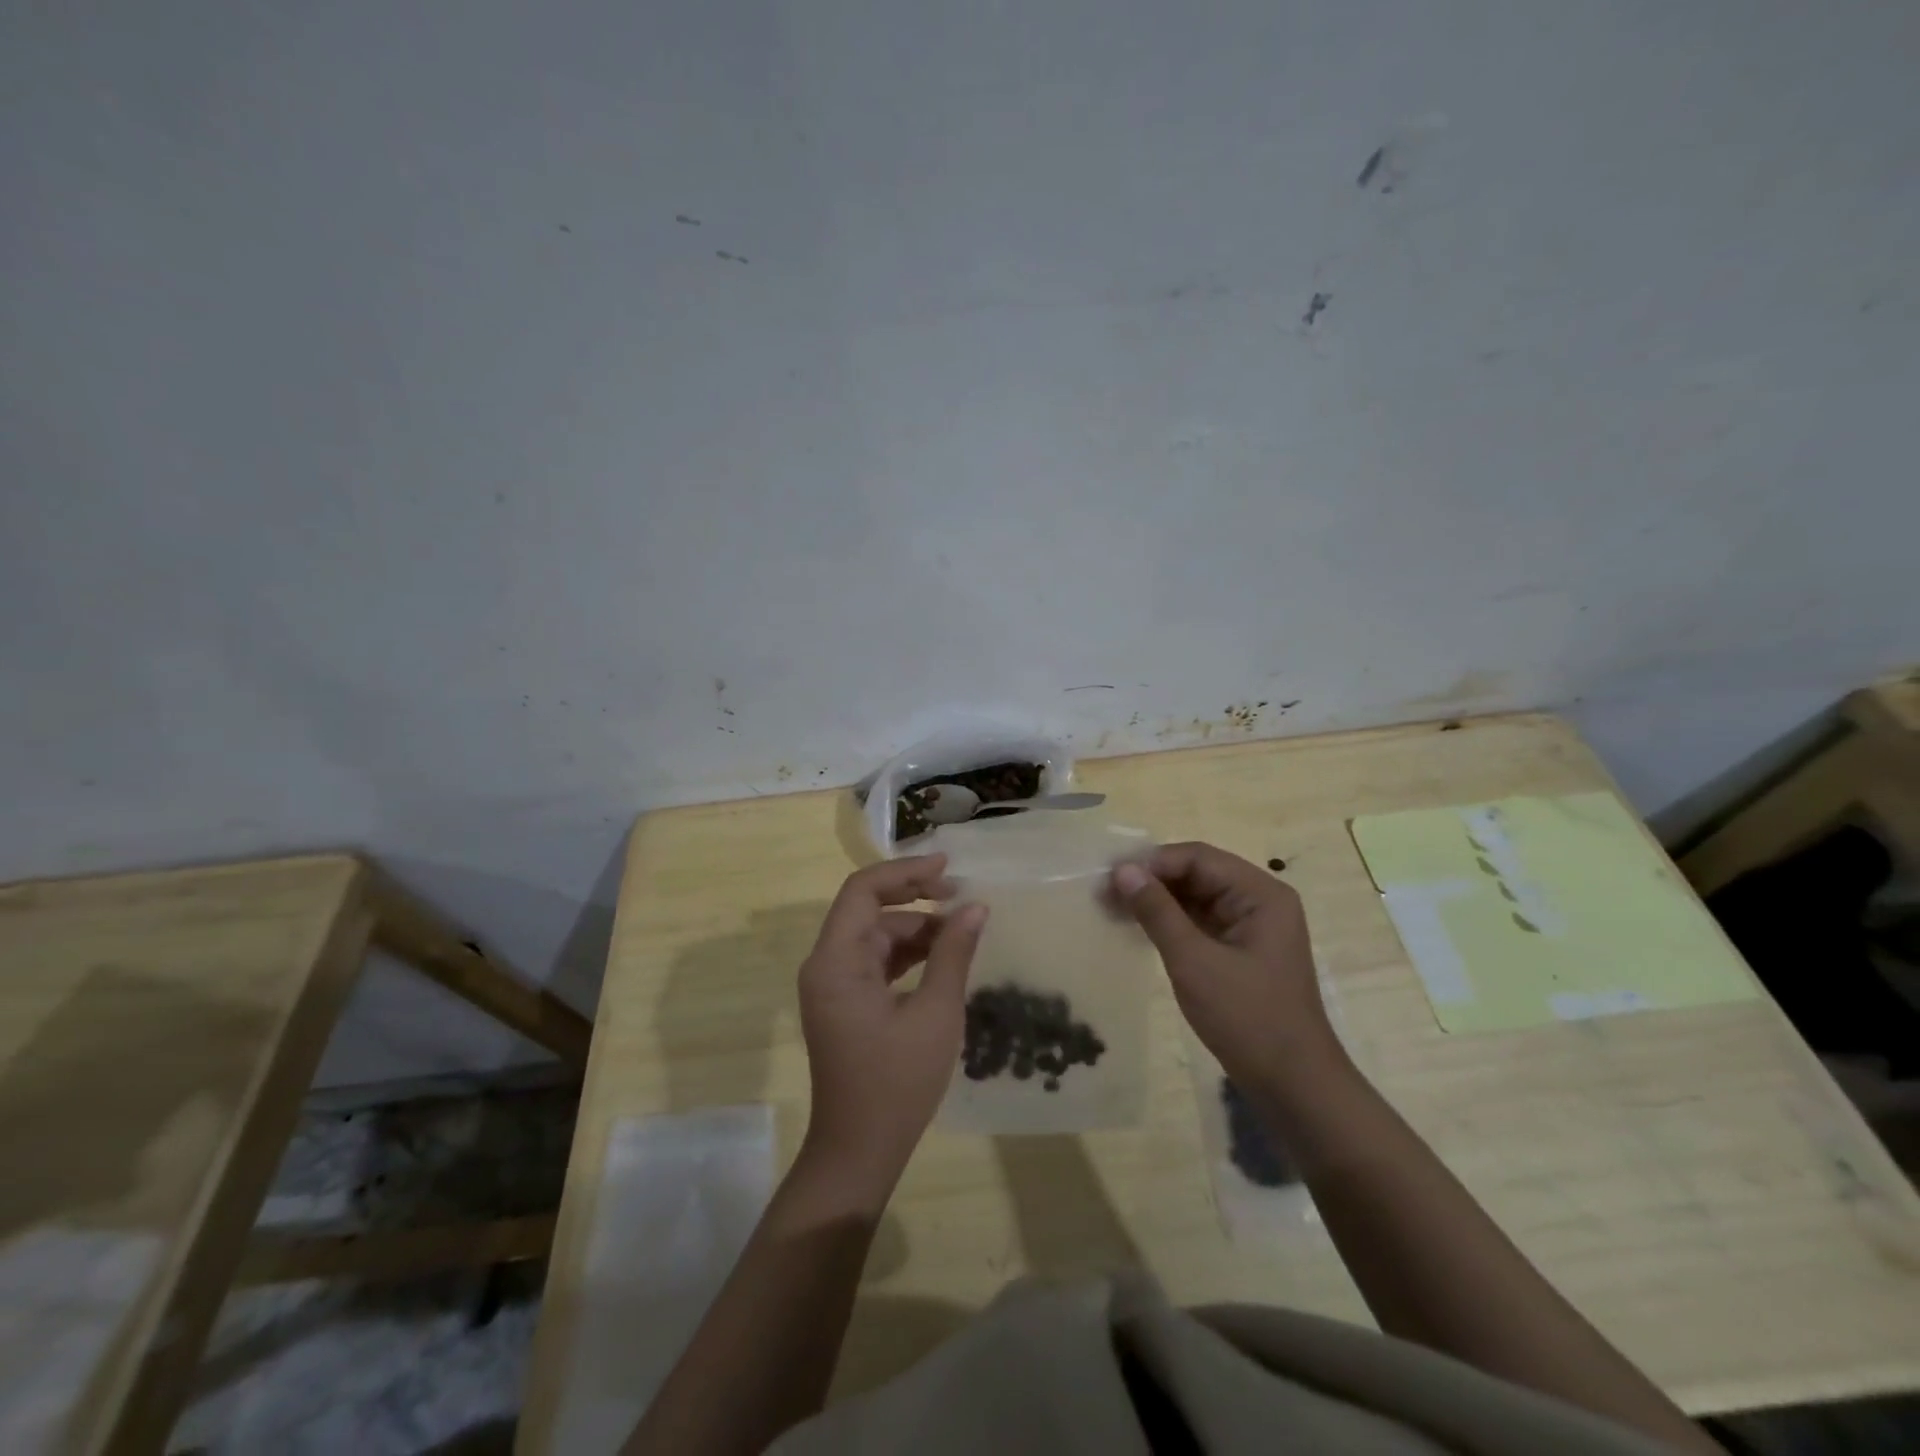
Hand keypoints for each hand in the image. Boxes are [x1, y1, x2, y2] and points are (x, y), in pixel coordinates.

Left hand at [796, 855, 987, 1196]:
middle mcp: (826, 964)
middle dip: (914, 896)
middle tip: (961, 894)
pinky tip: (942, 954)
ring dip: (916, 926)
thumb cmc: (896, 1084)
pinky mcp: (846, 1002)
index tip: (948, 867)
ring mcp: (833, 985)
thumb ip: (953, 954)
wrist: (859, 1152)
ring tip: (962, 927)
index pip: (863, 891)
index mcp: (836, 961)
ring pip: (875, 934)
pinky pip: (875, 960)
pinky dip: (907, 952)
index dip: (905, 871)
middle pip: (868, 908)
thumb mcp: (935, 1014)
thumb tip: (976, 907)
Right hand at [1112, 843, 1341, 1091]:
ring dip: (1155, 900)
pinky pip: (1199, 922)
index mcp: (1260, 894)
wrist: (1293, 1086)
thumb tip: (1123, 869)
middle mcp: (1259, 901)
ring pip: (1195, 898)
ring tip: (1111, 907)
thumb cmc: (1247, 1018)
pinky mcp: (1240, 951)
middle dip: (1150, 880)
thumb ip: (1157, 911)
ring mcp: (1250, 927)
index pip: (1198, 858)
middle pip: (1197, 874)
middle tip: (1104, 892)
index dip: (1152, 862)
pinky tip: (1136, 927)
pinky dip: (1168, 922)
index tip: (1111, 877)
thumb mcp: (1194, 961)